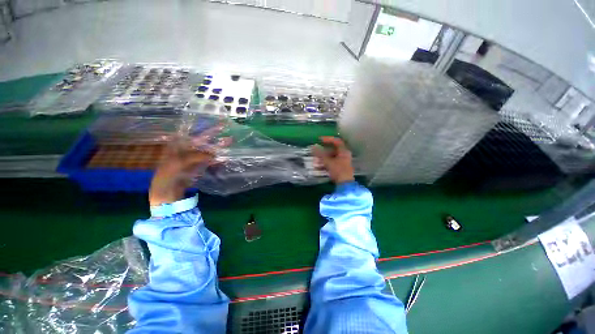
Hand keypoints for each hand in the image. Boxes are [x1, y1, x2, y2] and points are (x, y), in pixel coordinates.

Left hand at [149, 127, 230, 206]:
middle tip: (225, 126)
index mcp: (179, 144)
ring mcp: (194, 157)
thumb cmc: (168, 175)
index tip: (211, 121)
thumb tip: (214, 154)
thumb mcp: (178, 163)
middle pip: (202, 139)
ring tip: (230, 140)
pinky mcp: (200, 165)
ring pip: (208, 149)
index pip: (191, 131)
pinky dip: (218, 158)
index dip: (201, 125)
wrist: (167, 191)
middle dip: (213, 133)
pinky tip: (225, 156)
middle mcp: (187, 148)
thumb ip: (196, 156)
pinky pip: (210, 160)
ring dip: (218, 145)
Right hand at [312, 136, 354, 184]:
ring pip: (331, 157)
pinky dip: (325, 164)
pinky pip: (332, 163)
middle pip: (332, 150)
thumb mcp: (328, 161)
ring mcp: (343, 162)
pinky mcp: (341, 168)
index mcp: (344, 151)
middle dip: (323, 152)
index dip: (328, 139)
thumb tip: (313, 146)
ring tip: (315, 162)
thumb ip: (320, 154)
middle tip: (315, 153)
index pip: (336, 141)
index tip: (319, 140)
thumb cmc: (338, 171)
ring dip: (323, 159)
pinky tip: (318, 168)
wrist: (345, 184)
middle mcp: (344, 155)